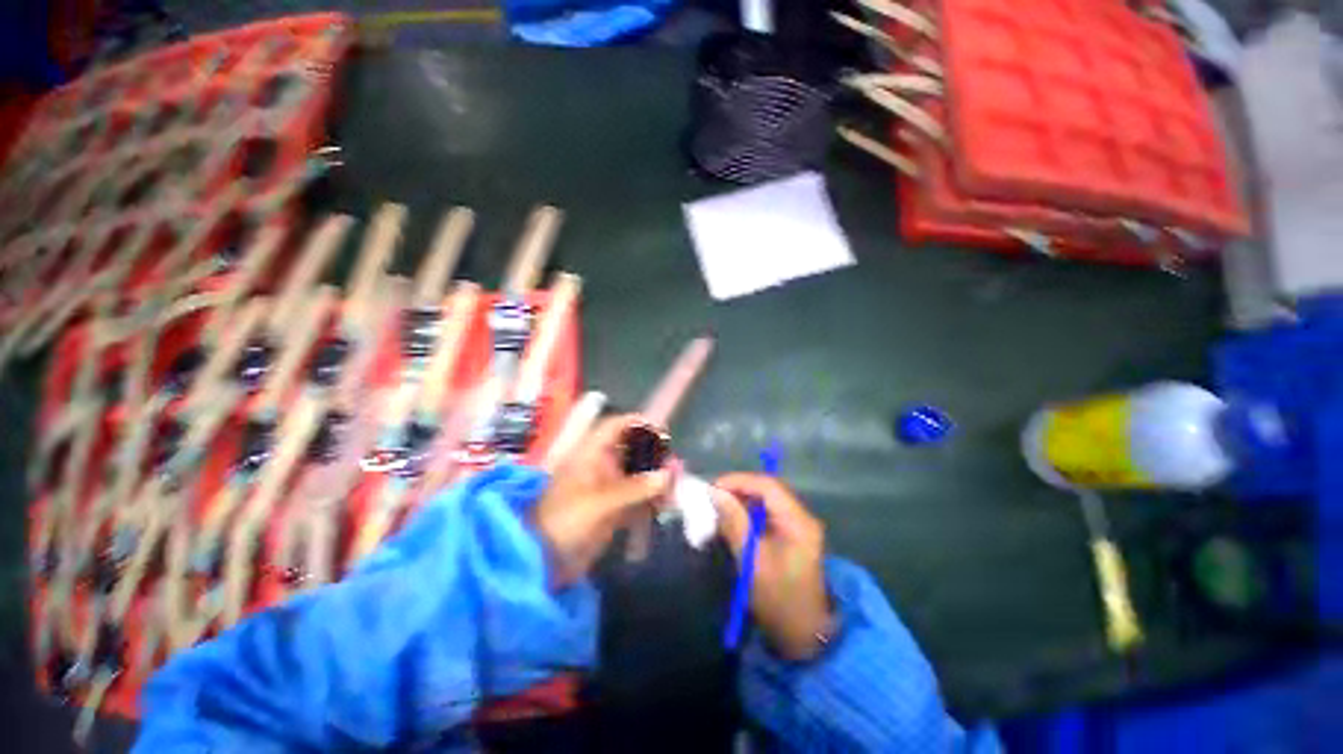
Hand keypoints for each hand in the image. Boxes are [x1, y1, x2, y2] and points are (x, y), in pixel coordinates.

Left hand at [533, 415, 670, 587]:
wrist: (541, 563)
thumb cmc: (563, 522)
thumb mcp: (598, 503)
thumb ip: (634, 488)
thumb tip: (667, 475)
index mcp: (589, 455)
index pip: (614, 427)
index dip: (637, 423)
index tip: (661, 430)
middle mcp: (600, 466)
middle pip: (631, 450)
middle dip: (653, 455)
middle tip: (675, 464)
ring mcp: (607, 488)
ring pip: (637, 474)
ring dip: (655, 479)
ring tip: (675, 487)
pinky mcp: (612, 509)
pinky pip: (636, 498)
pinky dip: (651, 499)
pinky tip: (665, 505)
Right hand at [714, 473, 831, 660]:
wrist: (804, 638)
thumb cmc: (778, 601)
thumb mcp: (752, 560)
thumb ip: (734, 523)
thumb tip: (715, 493)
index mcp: (798, 521)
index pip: (768, 486)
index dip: (739, 481)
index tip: (713, 488)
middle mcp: (802, 517)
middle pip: (768, 490)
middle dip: (739, 489)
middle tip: (713, 497)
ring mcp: (798, 526)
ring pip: (766, 501)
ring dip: (742, 501)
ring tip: (719, 508)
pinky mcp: (792, 536)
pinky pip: (768, 514)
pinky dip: (749, 513)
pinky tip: (733, 521)